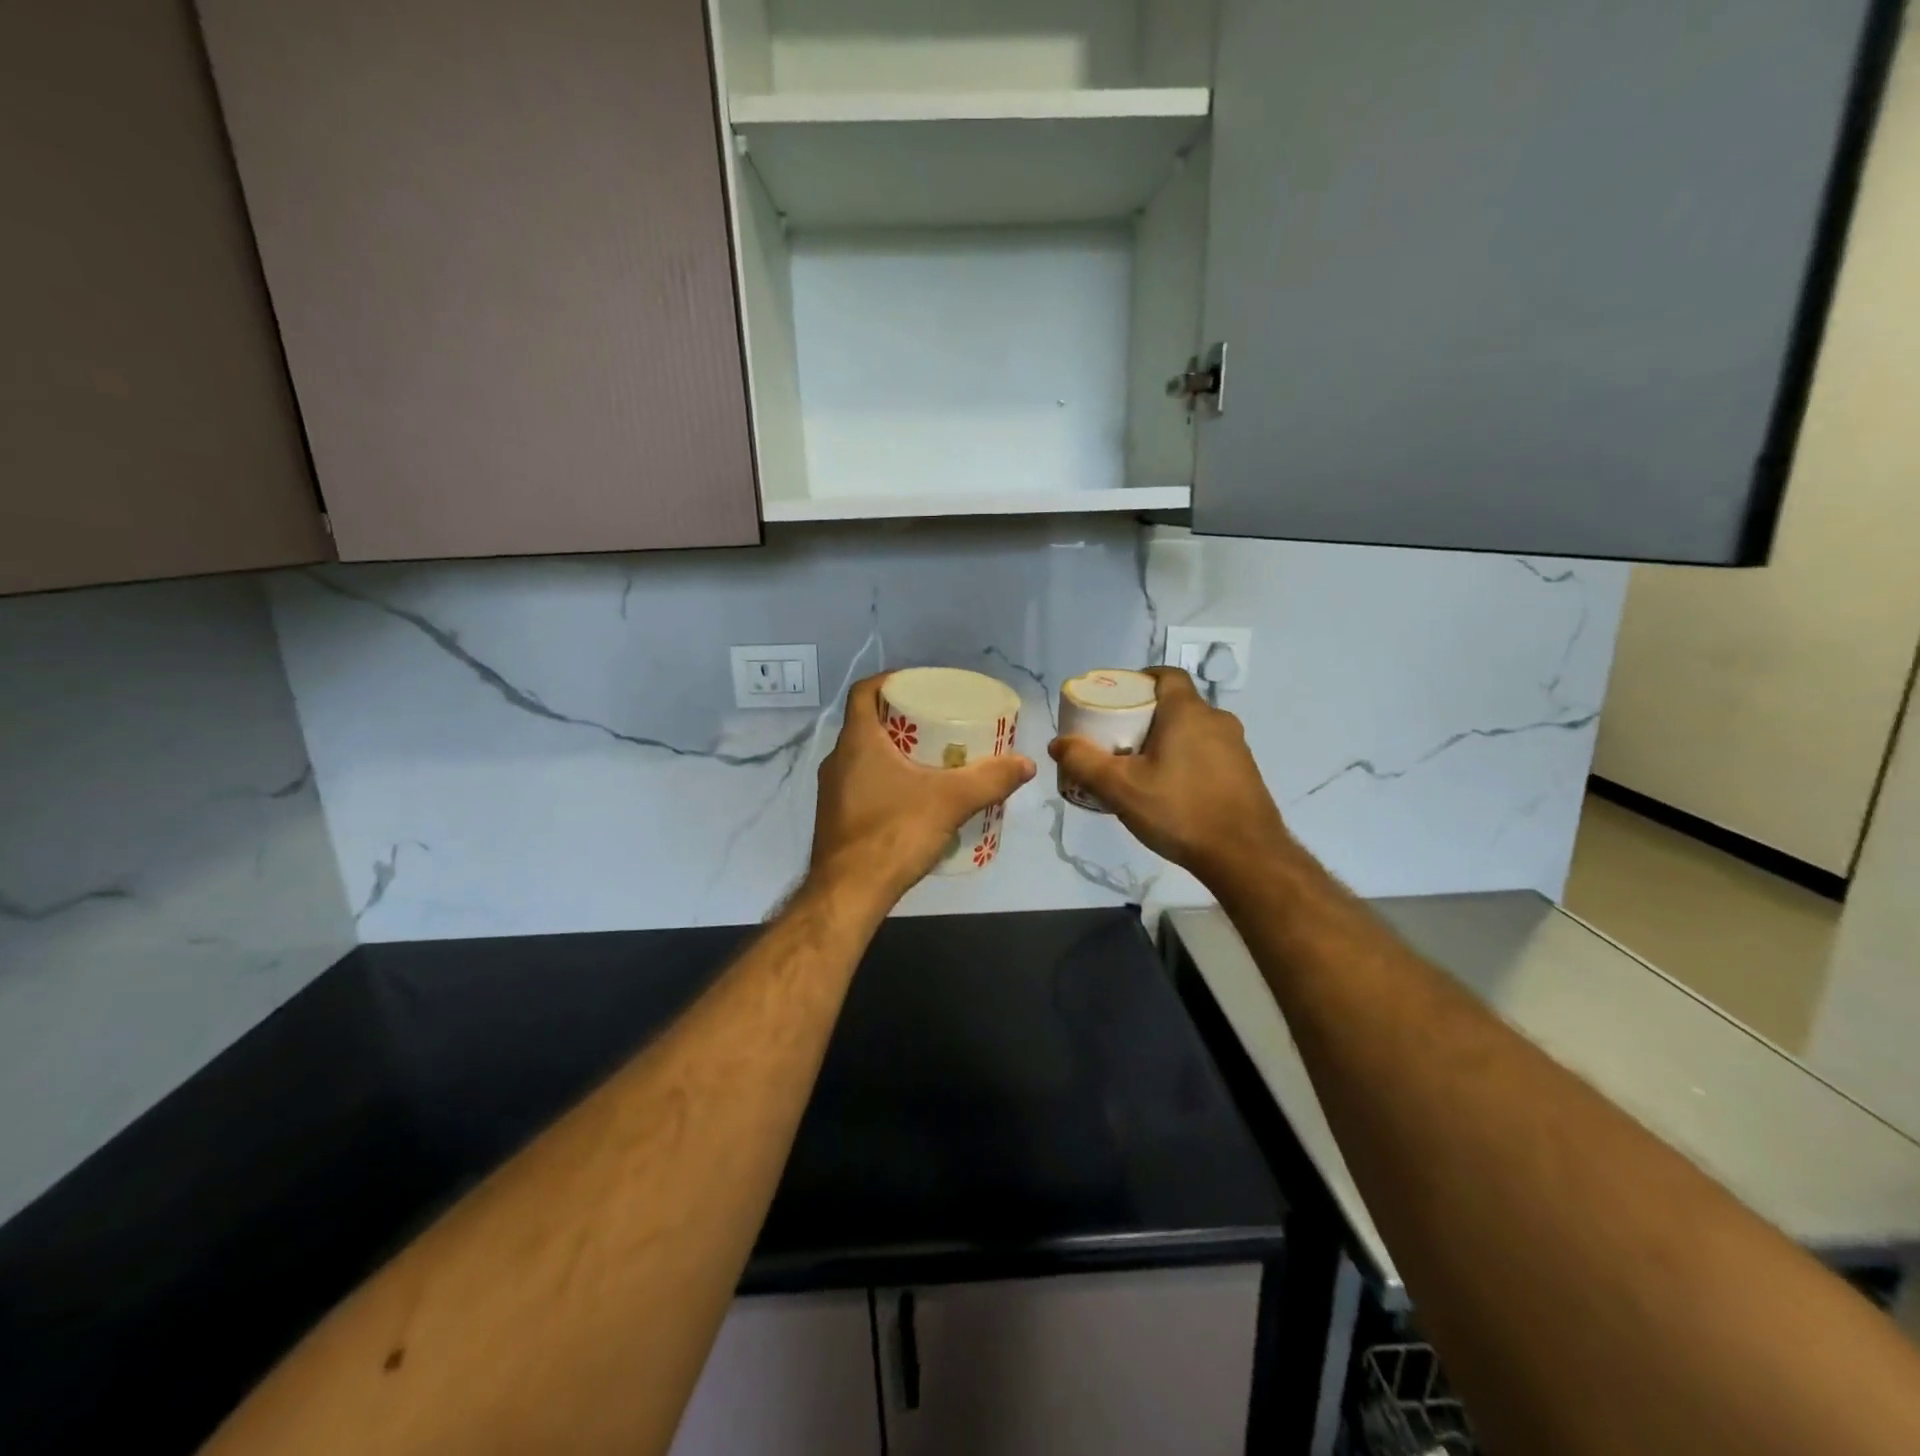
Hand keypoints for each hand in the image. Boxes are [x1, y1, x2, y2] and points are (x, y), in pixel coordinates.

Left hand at [810, 674, 1035, 908]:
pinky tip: (913, 799)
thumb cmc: (894, 833)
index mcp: (857, 741)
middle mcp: (837, 760)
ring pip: (864, 757)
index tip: (920, 685)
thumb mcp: (951, 802)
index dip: (890, 681)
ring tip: (932, 760)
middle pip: (869, 723)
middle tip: (939, 724)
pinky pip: (862, 785)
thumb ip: (990, 780)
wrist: (848, 893)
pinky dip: (886, 781)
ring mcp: (832, 791)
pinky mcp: (835, 818)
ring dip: (894, 752)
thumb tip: (1026, 764)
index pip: (865, 692)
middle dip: (903, 719)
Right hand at [1049, 668, 1291, 887]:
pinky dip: (1186, 761)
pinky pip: (1208, 754)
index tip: (1118, 699)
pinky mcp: (1245, 773)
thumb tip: (1058, 743)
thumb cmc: (1179, 810)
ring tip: (1141, 769)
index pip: (1166, 675)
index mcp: (1188, 712)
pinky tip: (1171, 792)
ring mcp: (1237, 747)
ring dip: (1167, 741)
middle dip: (1146, 717)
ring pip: (1193, 731)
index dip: (1140, 680)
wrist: (1245, 856)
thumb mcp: (1120, 787)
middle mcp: (1217, 720)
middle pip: (1175, 705)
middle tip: (1118, 740)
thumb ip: (1084, 762)